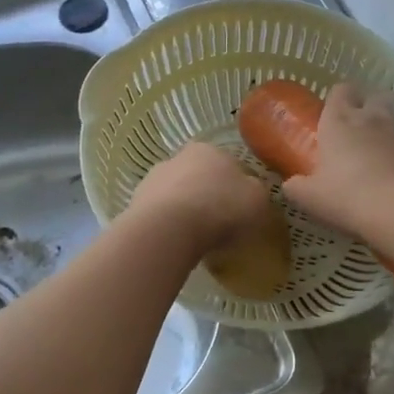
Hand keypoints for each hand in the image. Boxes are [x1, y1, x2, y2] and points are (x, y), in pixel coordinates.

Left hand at [128, 141, 273, 254]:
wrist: (169, 229)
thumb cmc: (221, 208)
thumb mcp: (258, 200)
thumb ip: (257, 192)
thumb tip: (251, 191)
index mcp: (208, 149)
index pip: (226, 164)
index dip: (235, 186)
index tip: (240, 208)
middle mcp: (177, 157)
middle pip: (198, 177)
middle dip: (208, 196)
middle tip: (219, 223)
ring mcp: (152, 180)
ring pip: (176, 195)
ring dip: (185, 211)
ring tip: (198, 238)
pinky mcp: (135, 204)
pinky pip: (160, 215)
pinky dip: (169, 226)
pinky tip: (178, 243)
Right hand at [283, 84, 393, 243]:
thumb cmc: (347, 197)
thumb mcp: (310, 197)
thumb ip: (297, 186)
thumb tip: (291, 184)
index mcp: (341, 121)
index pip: (340, 90)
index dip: (337, 99)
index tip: (332, 114)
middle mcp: (375, 117)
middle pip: (375, 95)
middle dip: (368, 106)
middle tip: (359, 129)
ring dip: (390, 131)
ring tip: (381, 156)